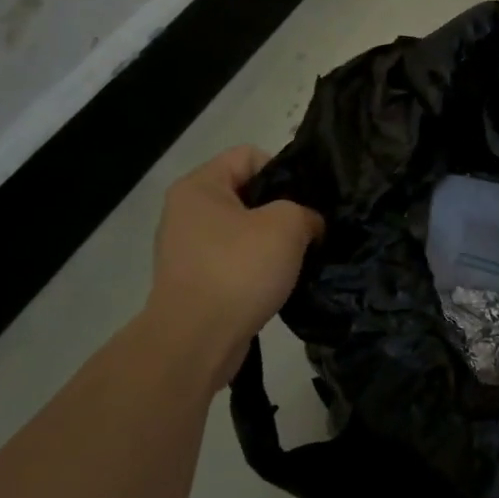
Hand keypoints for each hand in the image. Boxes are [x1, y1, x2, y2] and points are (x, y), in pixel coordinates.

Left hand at [142, 146, 322, 377]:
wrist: (196, 342)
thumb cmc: (238, 269)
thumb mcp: (288, 225)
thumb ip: (306, 212)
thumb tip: (309, 225)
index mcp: (200, 186)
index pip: (250, 155)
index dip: (284, 170)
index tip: (307, 199)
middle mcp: (187, 212)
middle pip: (248, 194)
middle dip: (282, 209)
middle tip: (311, 228)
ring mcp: (188, 250)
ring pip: (244, 230)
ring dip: (272, 242)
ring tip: (299, 258)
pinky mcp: (195, 282)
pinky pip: (235, 262)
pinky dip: (258, 269)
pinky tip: (280, 282)